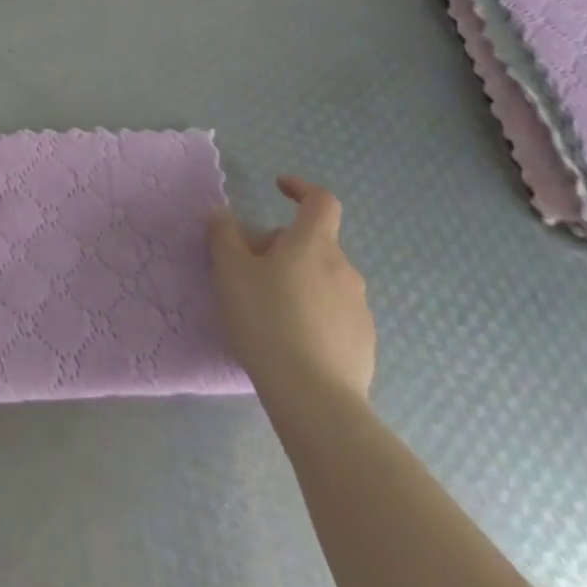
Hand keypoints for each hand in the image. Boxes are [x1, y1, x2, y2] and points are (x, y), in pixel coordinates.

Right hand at [208, 175, 374, 410]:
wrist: (315, 399)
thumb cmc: (267, 320)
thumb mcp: (230, 272)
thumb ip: (223, 236)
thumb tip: (222, 215)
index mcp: (314, 243)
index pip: (320, 200)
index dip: (300, 188)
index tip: (279, 187)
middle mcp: (344, 268)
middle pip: (314, 243)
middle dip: (283, 247)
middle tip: (250, 269)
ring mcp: (359, 308)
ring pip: (324, 279)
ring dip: (299, 280)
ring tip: (268, 308)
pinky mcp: (365, 343)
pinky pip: (334, 313)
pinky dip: (313, 313)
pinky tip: (290, 338)